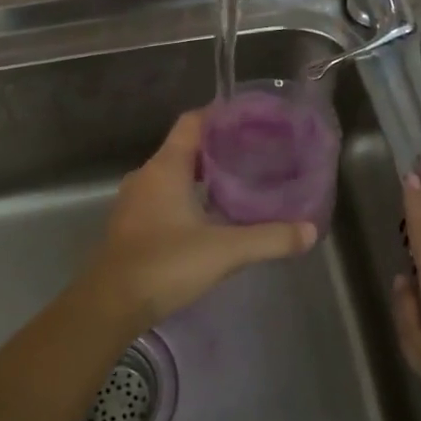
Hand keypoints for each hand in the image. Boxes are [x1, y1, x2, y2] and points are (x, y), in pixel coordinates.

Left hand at [73, 111, 317, 337]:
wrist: (110, 305)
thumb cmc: (165, 264)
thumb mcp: (225, 251)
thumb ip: (270, 238)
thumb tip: (310, 231)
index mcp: (165, 167)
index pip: (192, 122)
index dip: (220, 115)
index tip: (251, 120)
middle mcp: (146, 176)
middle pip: (184, 148)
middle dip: (218, 149)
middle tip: (254, 154)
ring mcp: (134, 201)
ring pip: (172, 175)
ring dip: (202, 176)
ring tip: (238, 184)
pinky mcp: (131, 225)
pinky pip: (163, 197)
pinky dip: (186, 198)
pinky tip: (209, 217)